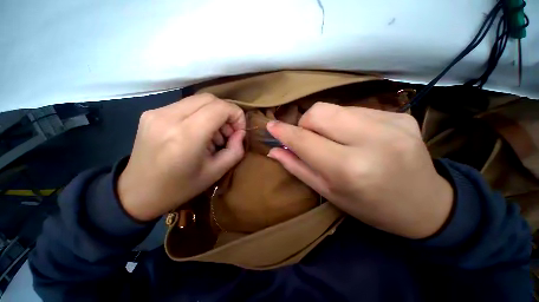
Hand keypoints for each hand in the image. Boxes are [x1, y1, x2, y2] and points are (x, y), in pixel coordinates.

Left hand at [118, 94, 245, 220]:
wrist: (137, 193)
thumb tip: (240, 133)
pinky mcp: (151, 113)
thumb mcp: (216, 172)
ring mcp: (156, 112)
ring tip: (214, 135)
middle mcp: (168, 117)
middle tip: (228, 132)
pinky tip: (198, 133)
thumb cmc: (180, 187)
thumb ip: (235, 150)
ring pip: (198, 100)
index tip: (239, 130)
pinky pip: (185, 106)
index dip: (236, 115)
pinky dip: (200, 115)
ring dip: (213, 114)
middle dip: (226, 113)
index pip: (220, 108)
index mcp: (186, 136)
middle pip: (210, 99)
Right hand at [266, 102, 453, 238]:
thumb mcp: (328, 192)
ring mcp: (392, 123)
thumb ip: (297, 167)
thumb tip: (275, 150)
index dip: (284, 132)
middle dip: (306, 123)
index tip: (271, 126)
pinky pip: (356, 109)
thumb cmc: (369, 206)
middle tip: (310, 139)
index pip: (305, 140)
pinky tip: (357, 137)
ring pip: (336, 108)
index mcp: (350, 168)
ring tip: (336, 140)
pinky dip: (346, 121)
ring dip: (326, 123)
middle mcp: (372, 141)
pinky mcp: (402, 115)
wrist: (424, 204)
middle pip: (319, 112)